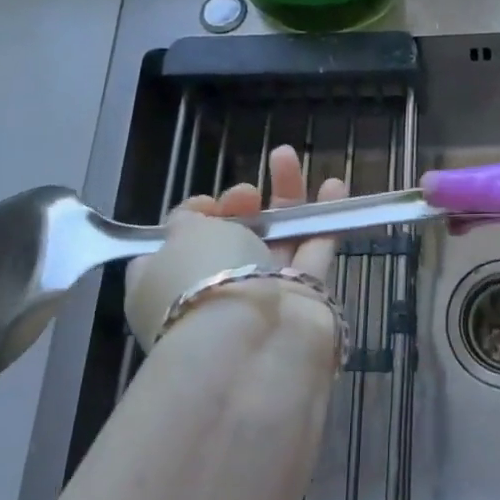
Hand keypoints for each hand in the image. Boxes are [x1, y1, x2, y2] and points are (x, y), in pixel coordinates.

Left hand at [125, 145, 346, 350]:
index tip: (208, 204)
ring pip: (275, 238)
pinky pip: (313, 249)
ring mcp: (260, 294)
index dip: (196, 217)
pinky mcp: (302, 297)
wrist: (250, 342)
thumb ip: (188, 218)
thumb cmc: (202, 279)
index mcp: (165, 282)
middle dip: (241, 205)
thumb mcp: (181, 236)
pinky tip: (334, 186)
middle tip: (247, 192)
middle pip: (232, 237)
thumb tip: (198, 216)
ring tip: (288, 157)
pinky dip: (323, 217)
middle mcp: (213, 288)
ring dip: (283, 199)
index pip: (178, 245)